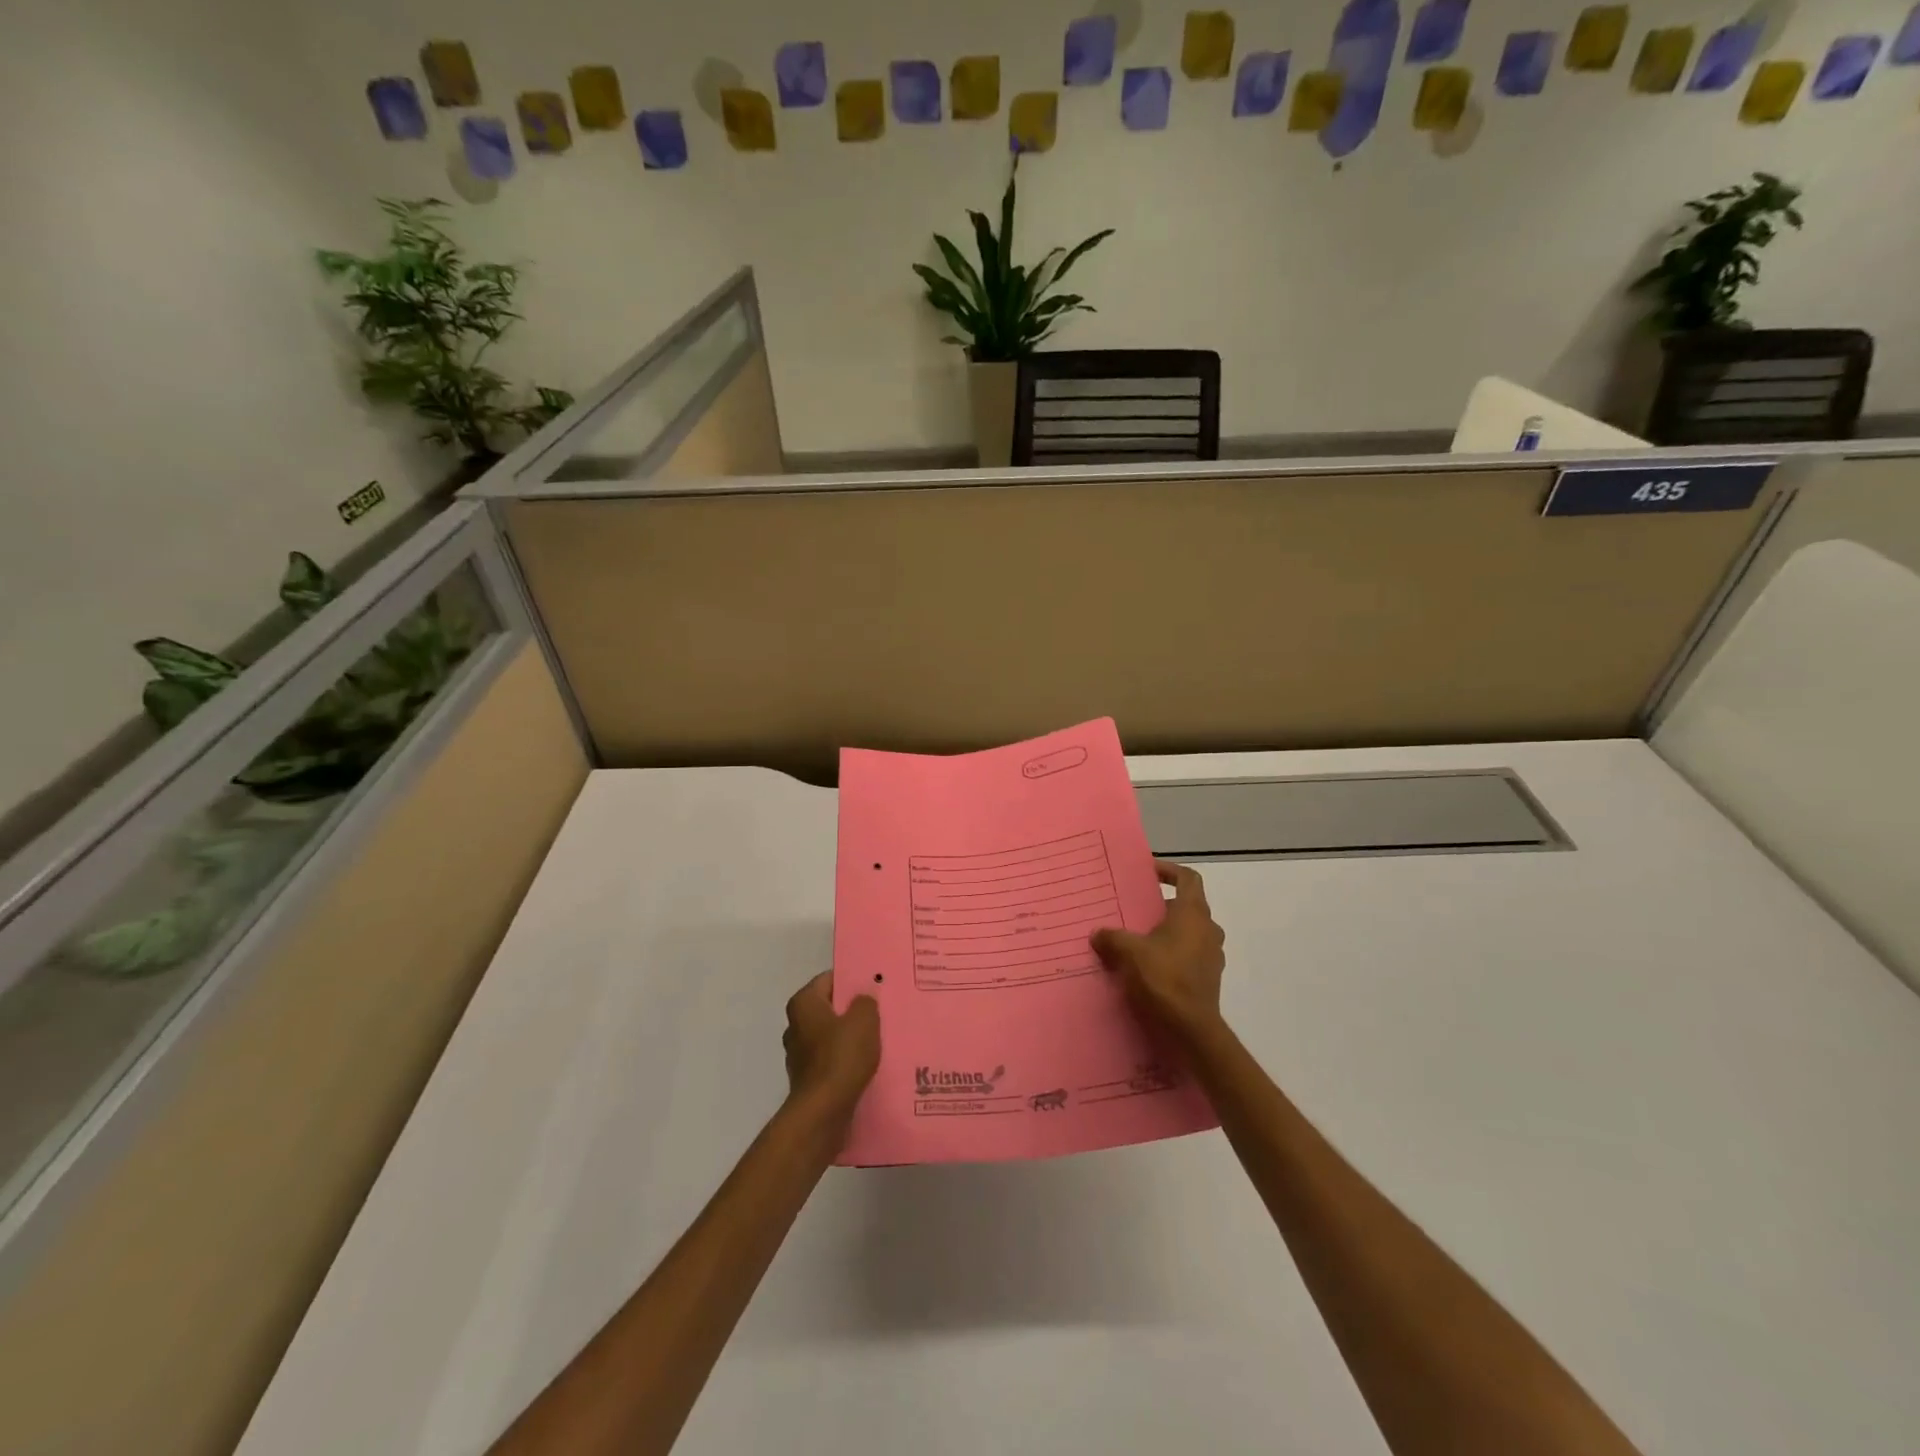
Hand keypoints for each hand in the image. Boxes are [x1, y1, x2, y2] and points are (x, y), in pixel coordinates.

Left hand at [782, 972, 880, 1119]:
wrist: (823, 1113)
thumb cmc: (841, 1057)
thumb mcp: (864, 1019)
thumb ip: (865, 1001)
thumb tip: (862, 997)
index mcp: (803, 1004)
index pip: (829, 979)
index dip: (852, 980)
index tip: (874, 984)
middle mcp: (796, 1025)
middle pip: (829, 1008)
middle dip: (852, 1009)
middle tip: (880, 1009)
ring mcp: (799, 1054)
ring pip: (831, 1035)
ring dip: (851, 1036)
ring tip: (879, 1037)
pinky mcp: (808, 1078)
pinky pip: (831, 1059)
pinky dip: (846, 1059)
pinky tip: (867, 1063)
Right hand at [1091, 860, 1226, 1039]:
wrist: (1191, 1029)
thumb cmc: (1163, 978)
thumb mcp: (1129, 952)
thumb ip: (1112, 938)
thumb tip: (1098, 934)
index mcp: (1192, 914)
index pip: (1188, 878)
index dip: (1169, 871)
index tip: (1148, 872)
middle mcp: (1208, 930)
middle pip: (1188, 906)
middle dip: (1163, 905)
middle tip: (1137, 909)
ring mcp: (1211, 955)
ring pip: (1190, 932)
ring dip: (1168, 931)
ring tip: (1140, 939)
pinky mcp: (1208, 978)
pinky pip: (1190, 955)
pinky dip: (1172, 954)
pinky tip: (1149, 966)